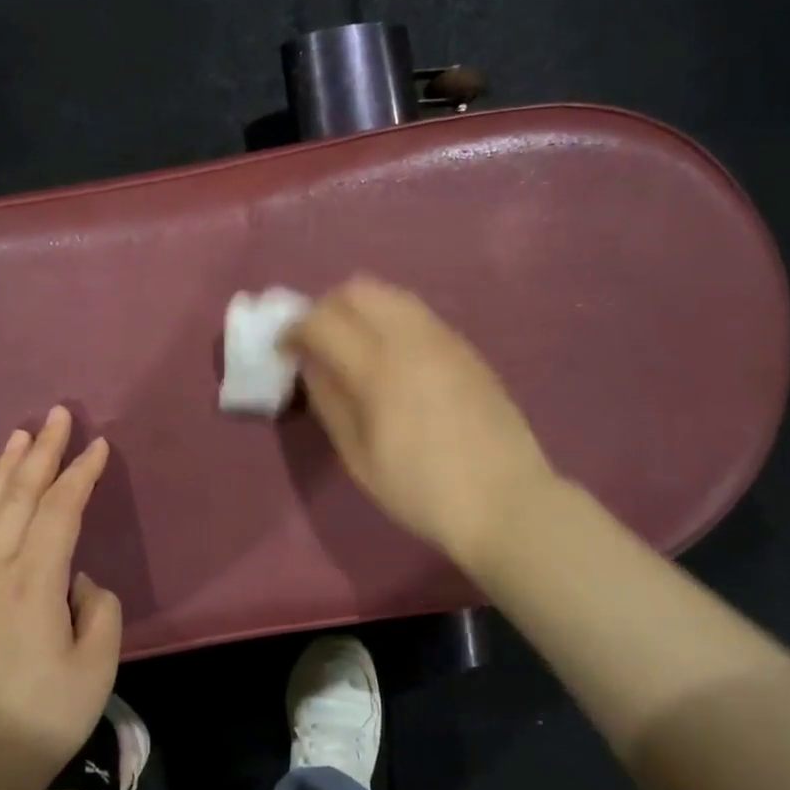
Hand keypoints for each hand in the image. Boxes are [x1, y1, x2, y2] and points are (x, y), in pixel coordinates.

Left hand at [0, 406, 122, 789]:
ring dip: (4, 469)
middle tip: (57, 415)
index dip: (80, 474)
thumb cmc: (42, 717)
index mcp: (33, 581)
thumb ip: (97, 610)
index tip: (98, 445)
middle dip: (41, 452)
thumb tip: (77, 585)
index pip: (59, 509)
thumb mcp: (96, 665)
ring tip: (19, 437)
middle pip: (17, 495)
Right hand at [288, 276, 557, 572]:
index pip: (322, 320)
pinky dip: (390, 320)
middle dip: (326, 307)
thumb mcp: (359, 457)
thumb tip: (309, 365)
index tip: (284, 350)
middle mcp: (411, 338)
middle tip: (317, 342)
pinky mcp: (465, 348)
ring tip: (352, 347)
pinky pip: (416, 313)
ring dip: (360, 309)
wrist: (505, 500)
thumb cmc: (421, 490)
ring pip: (391, 294)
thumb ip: (329, 402)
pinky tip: (391, 359)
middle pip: (357, 289)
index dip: (294, 329)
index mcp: (379, 368)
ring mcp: (444, 338)